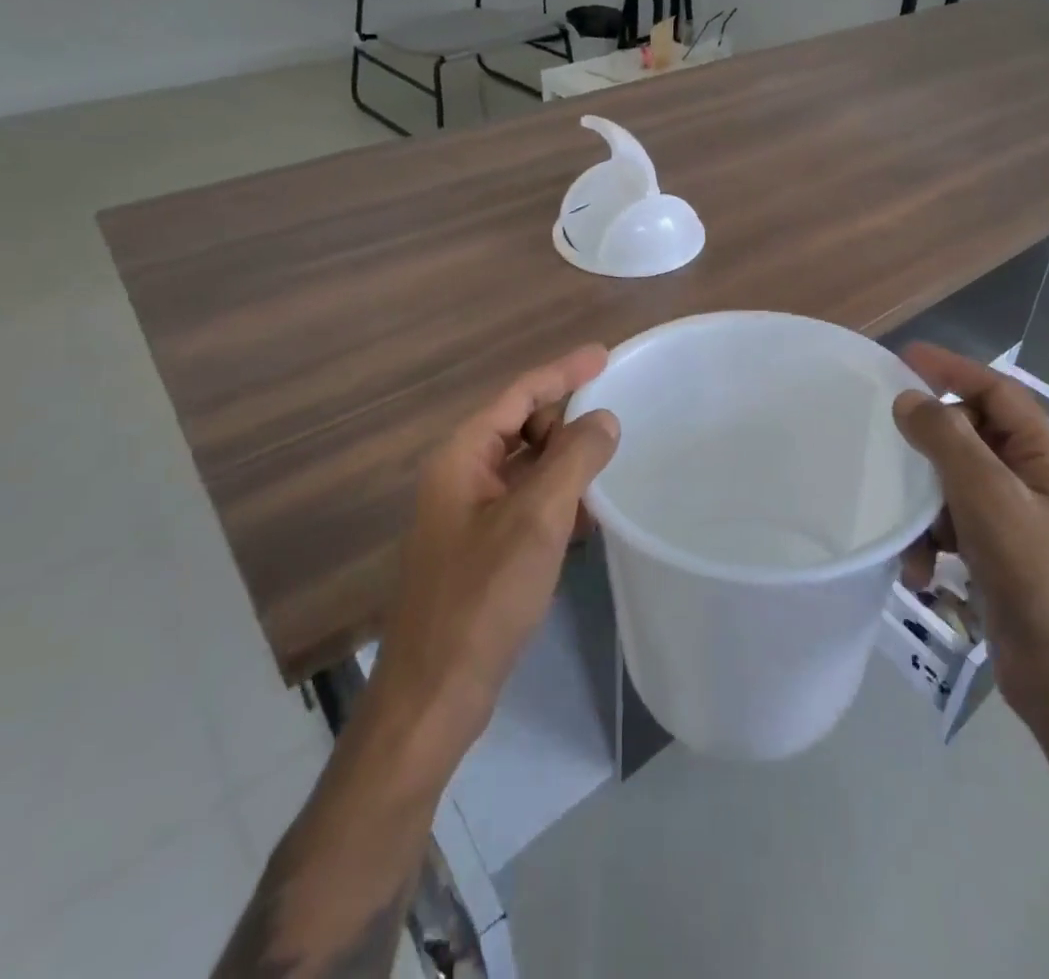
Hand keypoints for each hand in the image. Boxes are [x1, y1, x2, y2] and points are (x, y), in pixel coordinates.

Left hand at [373, 345, 619, 754]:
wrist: (435, 694)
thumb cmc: (483, 598)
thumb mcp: (536, 519)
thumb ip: (574, 460)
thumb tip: (603, 419)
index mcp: (463, 457)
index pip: (519, 395)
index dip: (563, 371)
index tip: (605, 354)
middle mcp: (461, 477)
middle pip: (521, 427)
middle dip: (566, 422)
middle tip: (612, 428)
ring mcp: (468, 515)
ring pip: (527, 468)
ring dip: (565, 463)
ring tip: (609, 467)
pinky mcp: (481, 549)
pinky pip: (526, 503)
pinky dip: (557, 500)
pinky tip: (588, 516)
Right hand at [892, 344, 1048, 735]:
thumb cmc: (1041, 582)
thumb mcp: (989, 500)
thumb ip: (947, 441)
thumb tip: (910, 399)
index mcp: (1047, 458)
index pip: (997, 393)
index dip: (953, 370)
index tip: (905, 358)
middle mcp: (1035, 483)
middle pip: (973, 438)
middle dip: (931, 448)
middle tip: (890, 446)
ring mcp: (1019, 524)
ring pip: (957, 487)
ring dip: (926, 508)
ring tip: (911, 540)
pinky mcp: (1001, 560)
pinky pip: (956, 530)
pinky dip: (932, 544)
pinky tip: (920, 574)